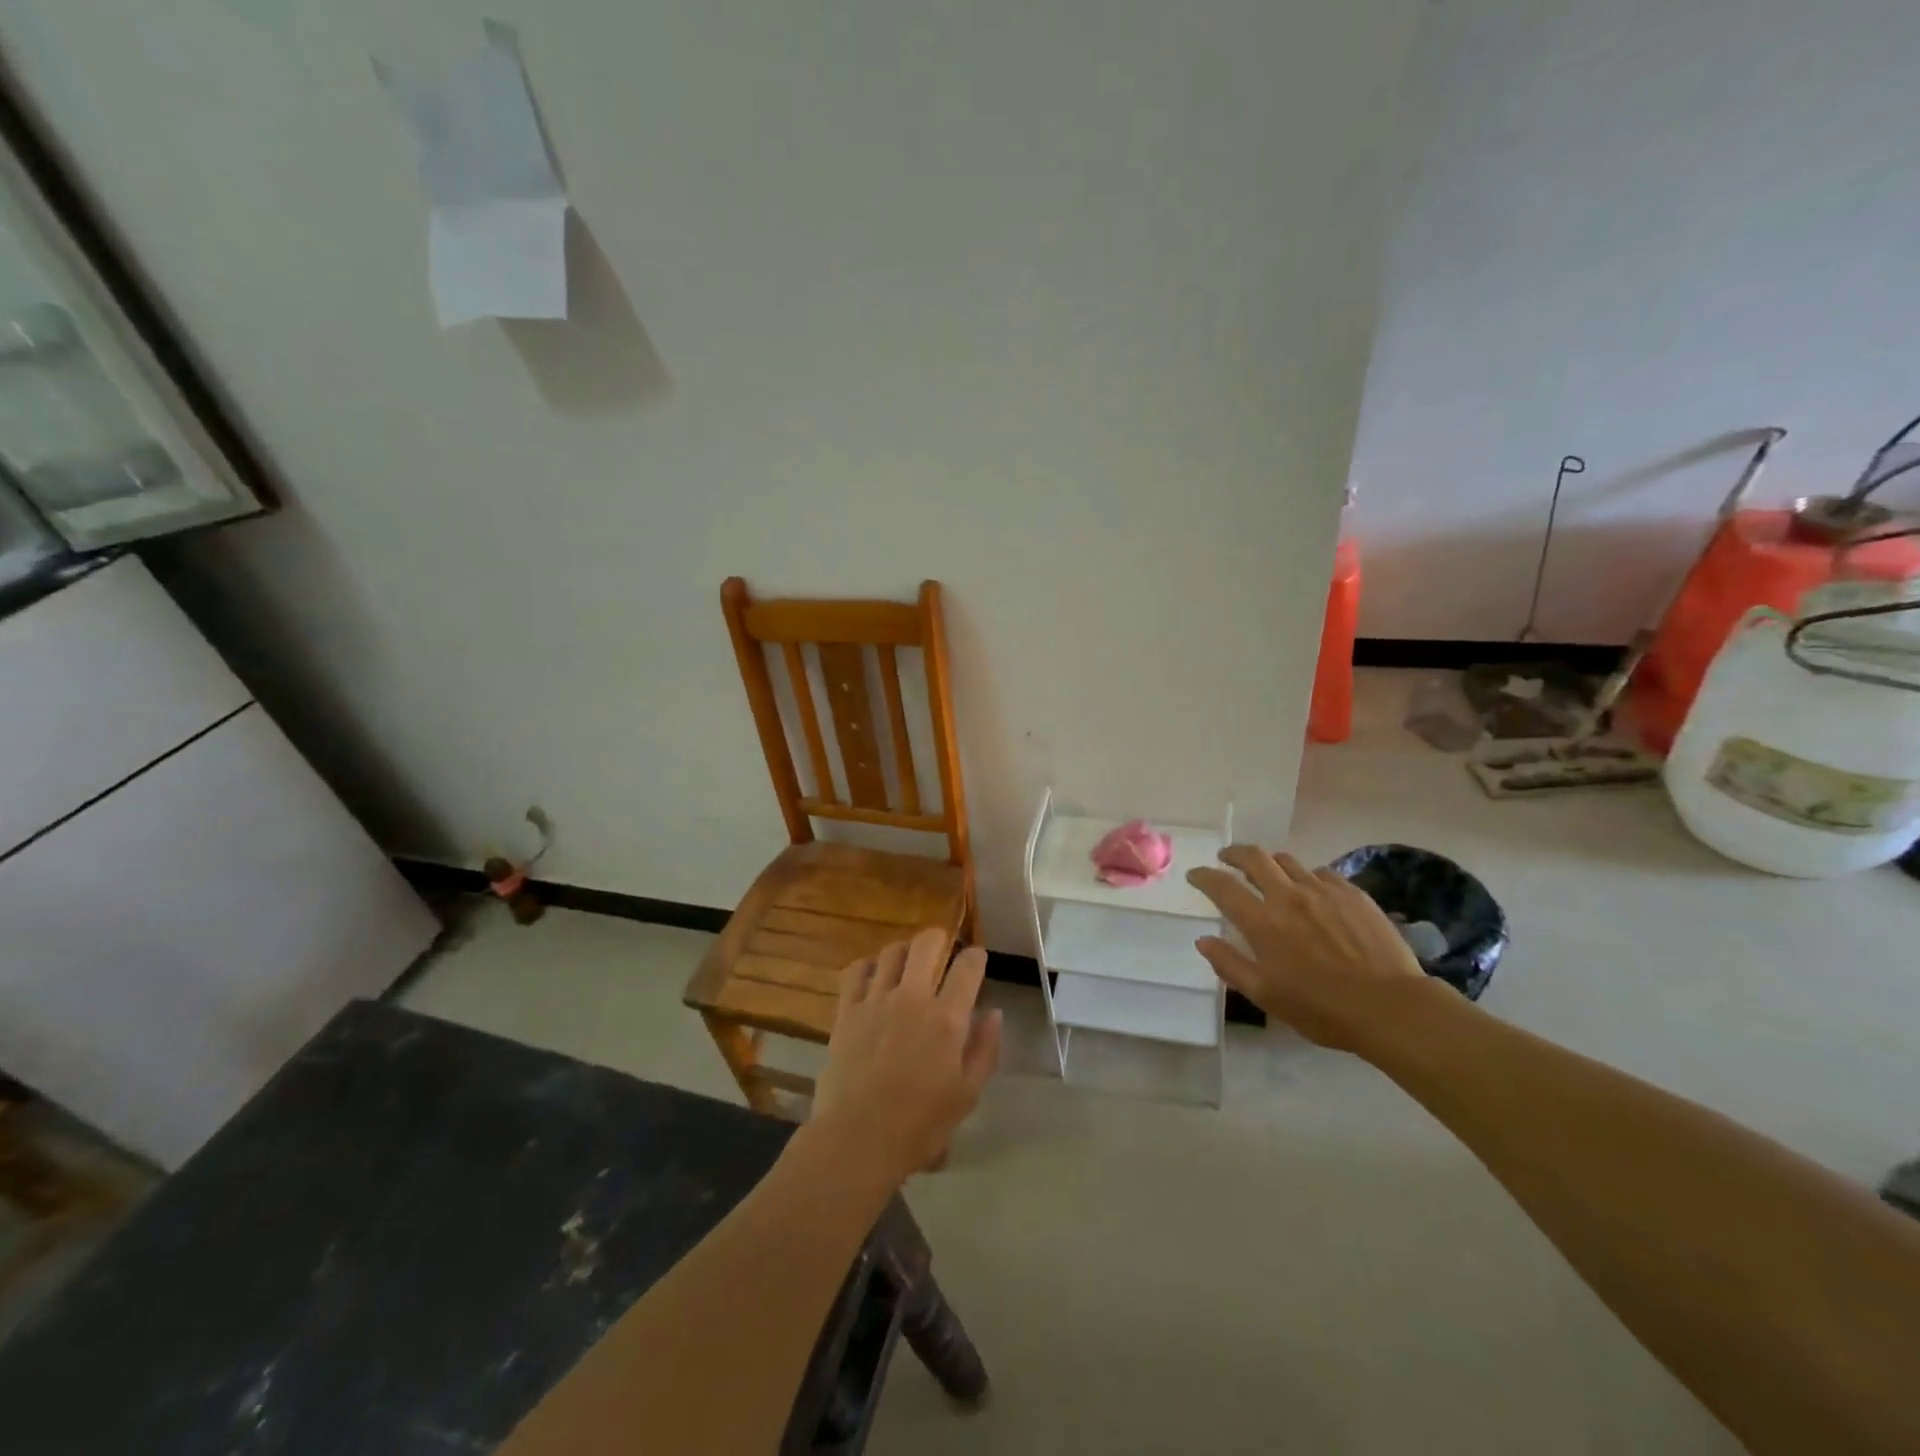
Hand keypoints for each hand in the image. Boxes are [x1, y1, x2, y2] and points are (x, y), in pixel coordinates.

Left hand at [812, 928, 1002, 1183]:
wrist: (858, 1138)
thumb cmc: (920, 1124)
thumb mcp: (967, 1094)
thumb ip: (984, 1049)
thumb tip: (994, 1013)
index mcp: (947, 1018)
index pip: (967, 967)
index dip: (976, 956)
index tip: (976, 958)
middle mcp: (912, 998)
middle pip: (926, 943)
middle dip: (939, 939)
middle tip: (942, 949)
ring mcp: (875, 1000)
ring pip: (891, 952)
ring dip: (904, 951)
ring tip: (908, 961)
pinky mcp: (846, 1011)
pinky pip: (855, 971)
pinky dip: (867, 966)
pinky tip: (873, 976)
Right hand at [1186, 847, 1432, 1052]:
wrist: (1391, 1007)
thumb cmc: (1322, 1008)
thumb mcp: (1266, 995)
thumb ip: (1230, 965)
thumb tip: (1203, 941)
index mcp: (1262, 921)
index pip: (1222, 886)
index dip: (1204, 876)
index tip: (1195, 875)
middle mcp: (1288, 896)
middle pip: (1253, 857)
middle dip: (1233, 854)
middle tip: (1226, 858)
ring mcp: (1322, 890)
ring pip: (1287, 860)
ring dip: (1269, 862)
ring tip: (1268, 872)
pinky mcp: (1352, 893)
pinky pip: (1321, 873)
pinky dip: (1306, 876)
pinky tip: (1311, 890)